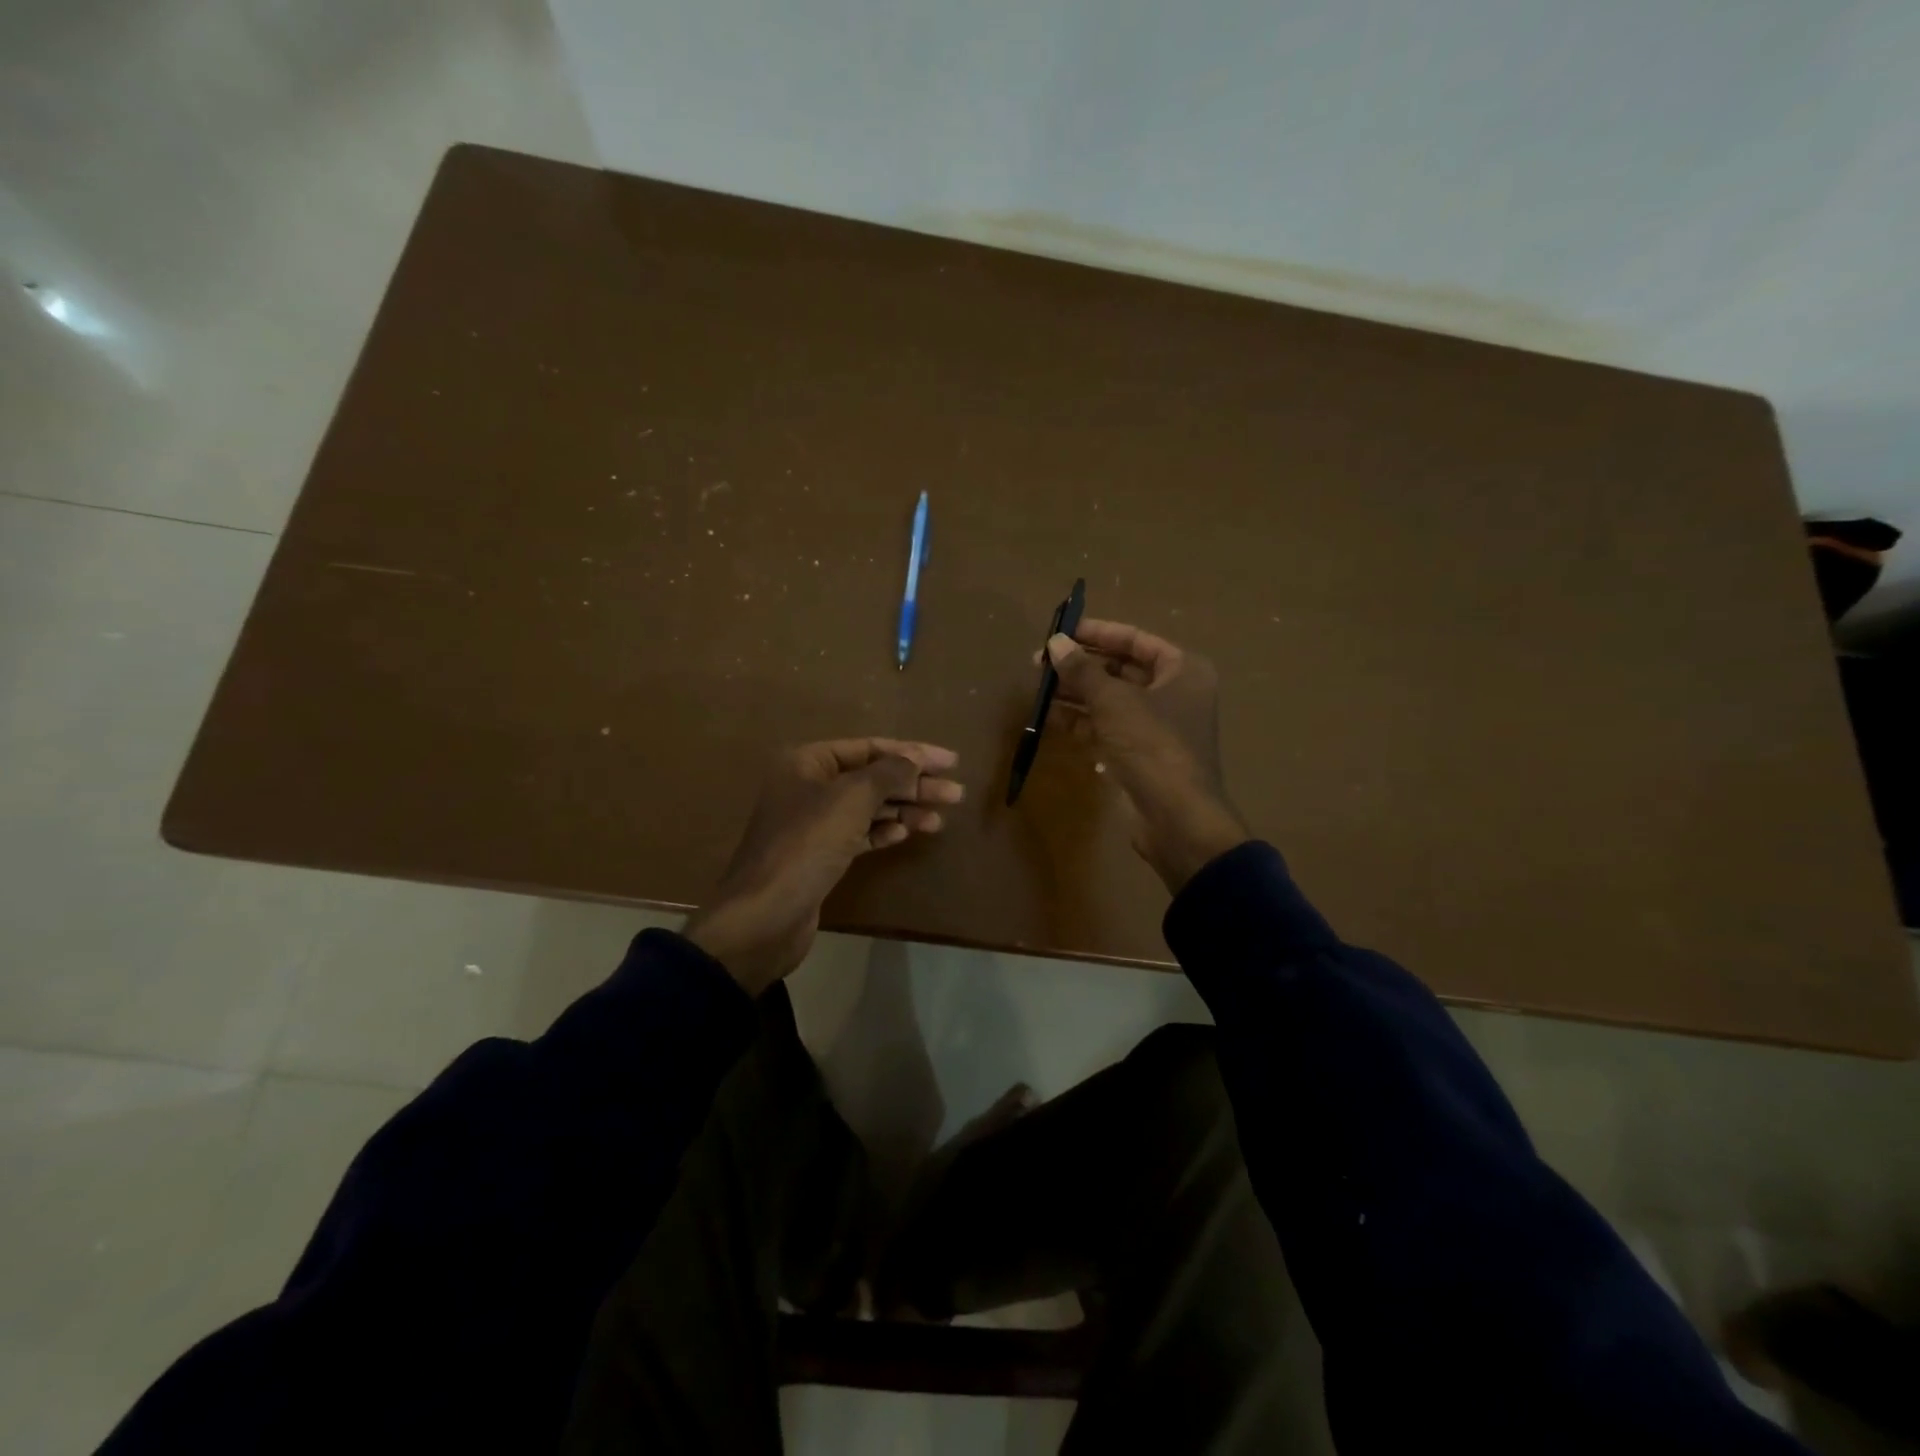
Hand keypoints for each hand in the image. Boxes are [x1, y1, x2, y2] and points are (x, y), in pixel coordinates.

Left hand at [685, 739, 963, 994]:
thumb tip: (915, 758)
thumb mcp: (851, 799)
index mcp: (808, 762)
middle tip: (955, 794)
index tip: (951, 761)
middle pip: (872, 778)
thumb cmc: (807, 845)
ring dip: (904, 810)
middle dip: (914, 784)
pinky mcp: (820, 856)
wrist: (765, 915)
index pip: (869, 747)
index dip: (912, 752)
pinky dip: (884, 832)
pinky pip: (859, 834)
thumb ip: (888, 773)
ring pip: (868, 808)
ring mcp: (813, 823)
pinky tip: (907, 833)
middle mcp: (808, 786)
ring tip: (940, 818)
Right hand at [1044, 619, 1247, 892]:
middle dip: (1081, 665)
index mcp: (1182, 670)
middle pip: (1120, 669)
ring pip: (1109, 700)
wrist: (1176, 818)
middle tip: (1040, 662)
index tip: (1061, 631)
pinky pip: (1105, 727)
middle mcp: (1173, 693)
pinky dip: (1080, 721)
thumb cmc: (1152, 745)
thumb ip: (1082, 670)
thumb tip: (1055, 643)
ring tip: (1037, 687)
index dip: (1097, 633)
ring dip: (1075, 693)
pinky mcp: (1138, 754)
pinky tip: (1048, 716)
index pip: (1135, 640)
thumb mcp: (1114, 701)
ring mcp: (1155, 726)